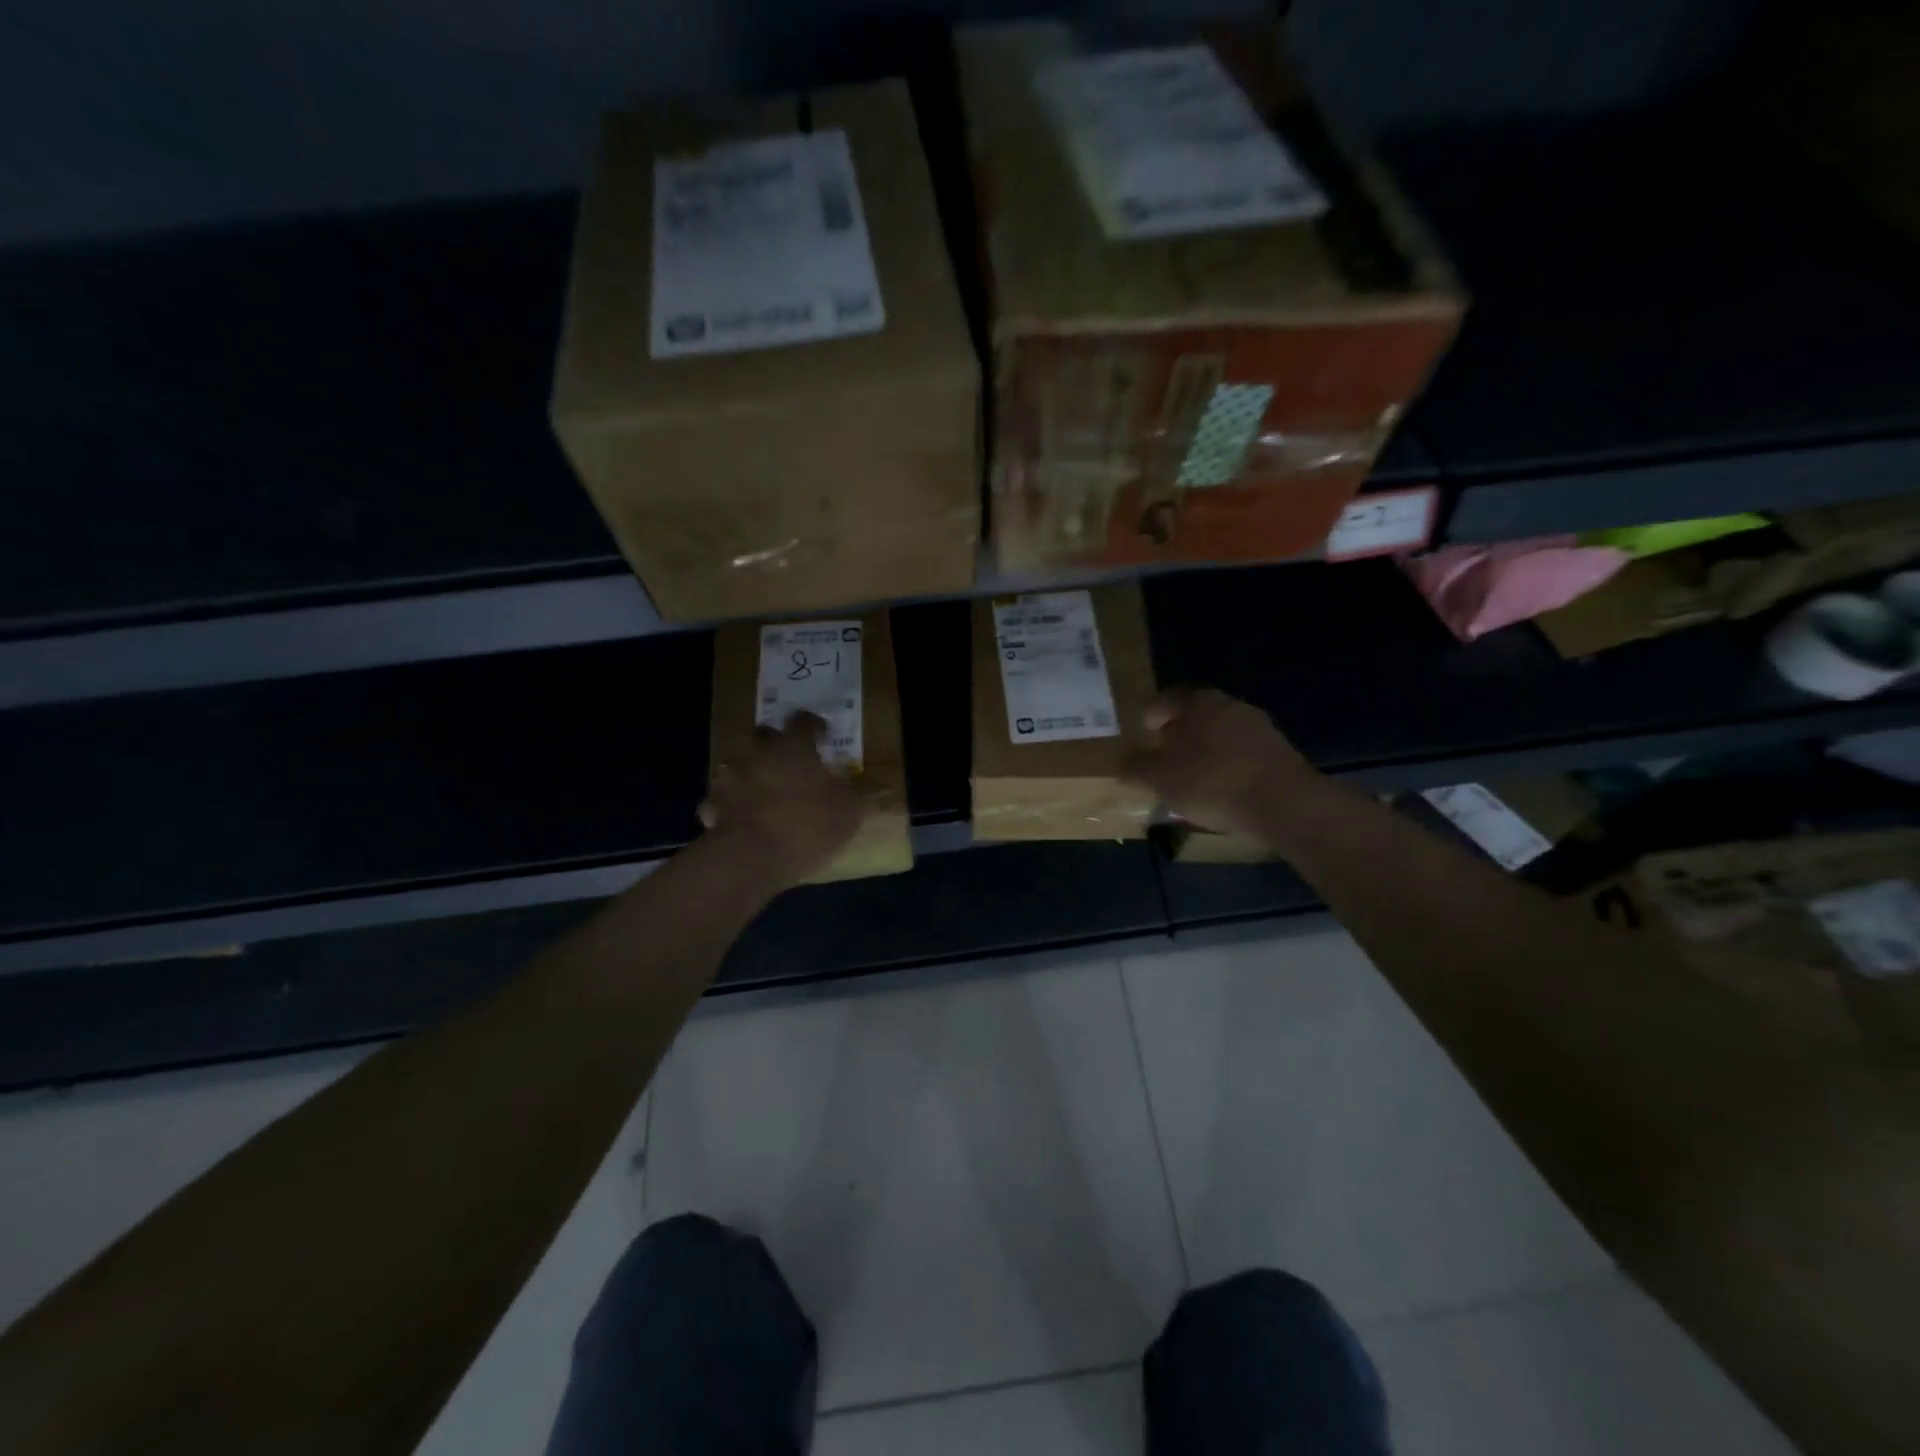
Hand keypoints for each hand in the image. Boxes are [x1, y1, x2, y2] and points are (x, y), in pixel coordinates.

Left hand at [699, 712, 866, 887]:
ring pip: (736, 762)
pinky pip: (719, 798)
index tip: (823, 735)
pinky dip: (727, 803)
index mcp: (794, 747)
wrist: (750, 857)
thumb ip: (865, 795)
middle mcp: (758, 752)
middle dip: (774, 742)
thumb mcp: (850, 812)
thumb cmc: (807, 825)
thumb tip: (883, 787)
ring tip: (761, 787)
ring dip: (748, 769)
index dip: (814, 725)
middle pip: (763, 734)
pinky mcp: (711, 804)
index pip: (804, 721)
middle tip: (788, 758)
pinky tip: (737, 816)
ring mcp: (730, 777)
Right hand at [1122, 688, 1308, 836]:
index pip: (1166, 699)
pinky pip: (1242, 753)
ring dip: (1204, 751)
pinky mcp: (1279, 751)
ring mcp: (1259, 726)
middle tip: (1164, 760)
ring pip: (1220, 734)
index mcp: (1197, 702)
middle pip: (1195, 716)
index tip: (1144, 736)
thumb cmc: (1211, 782)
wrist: (1283, 803)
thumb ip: (1135, 768)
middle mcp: (1229, 704)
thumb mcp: (1159, 778)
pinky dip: (1228, 765)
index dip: (1151, 717)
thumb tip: (1123, 763)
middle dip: (1178, 735)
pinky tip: (1223, 790)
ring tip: (1193, 780)